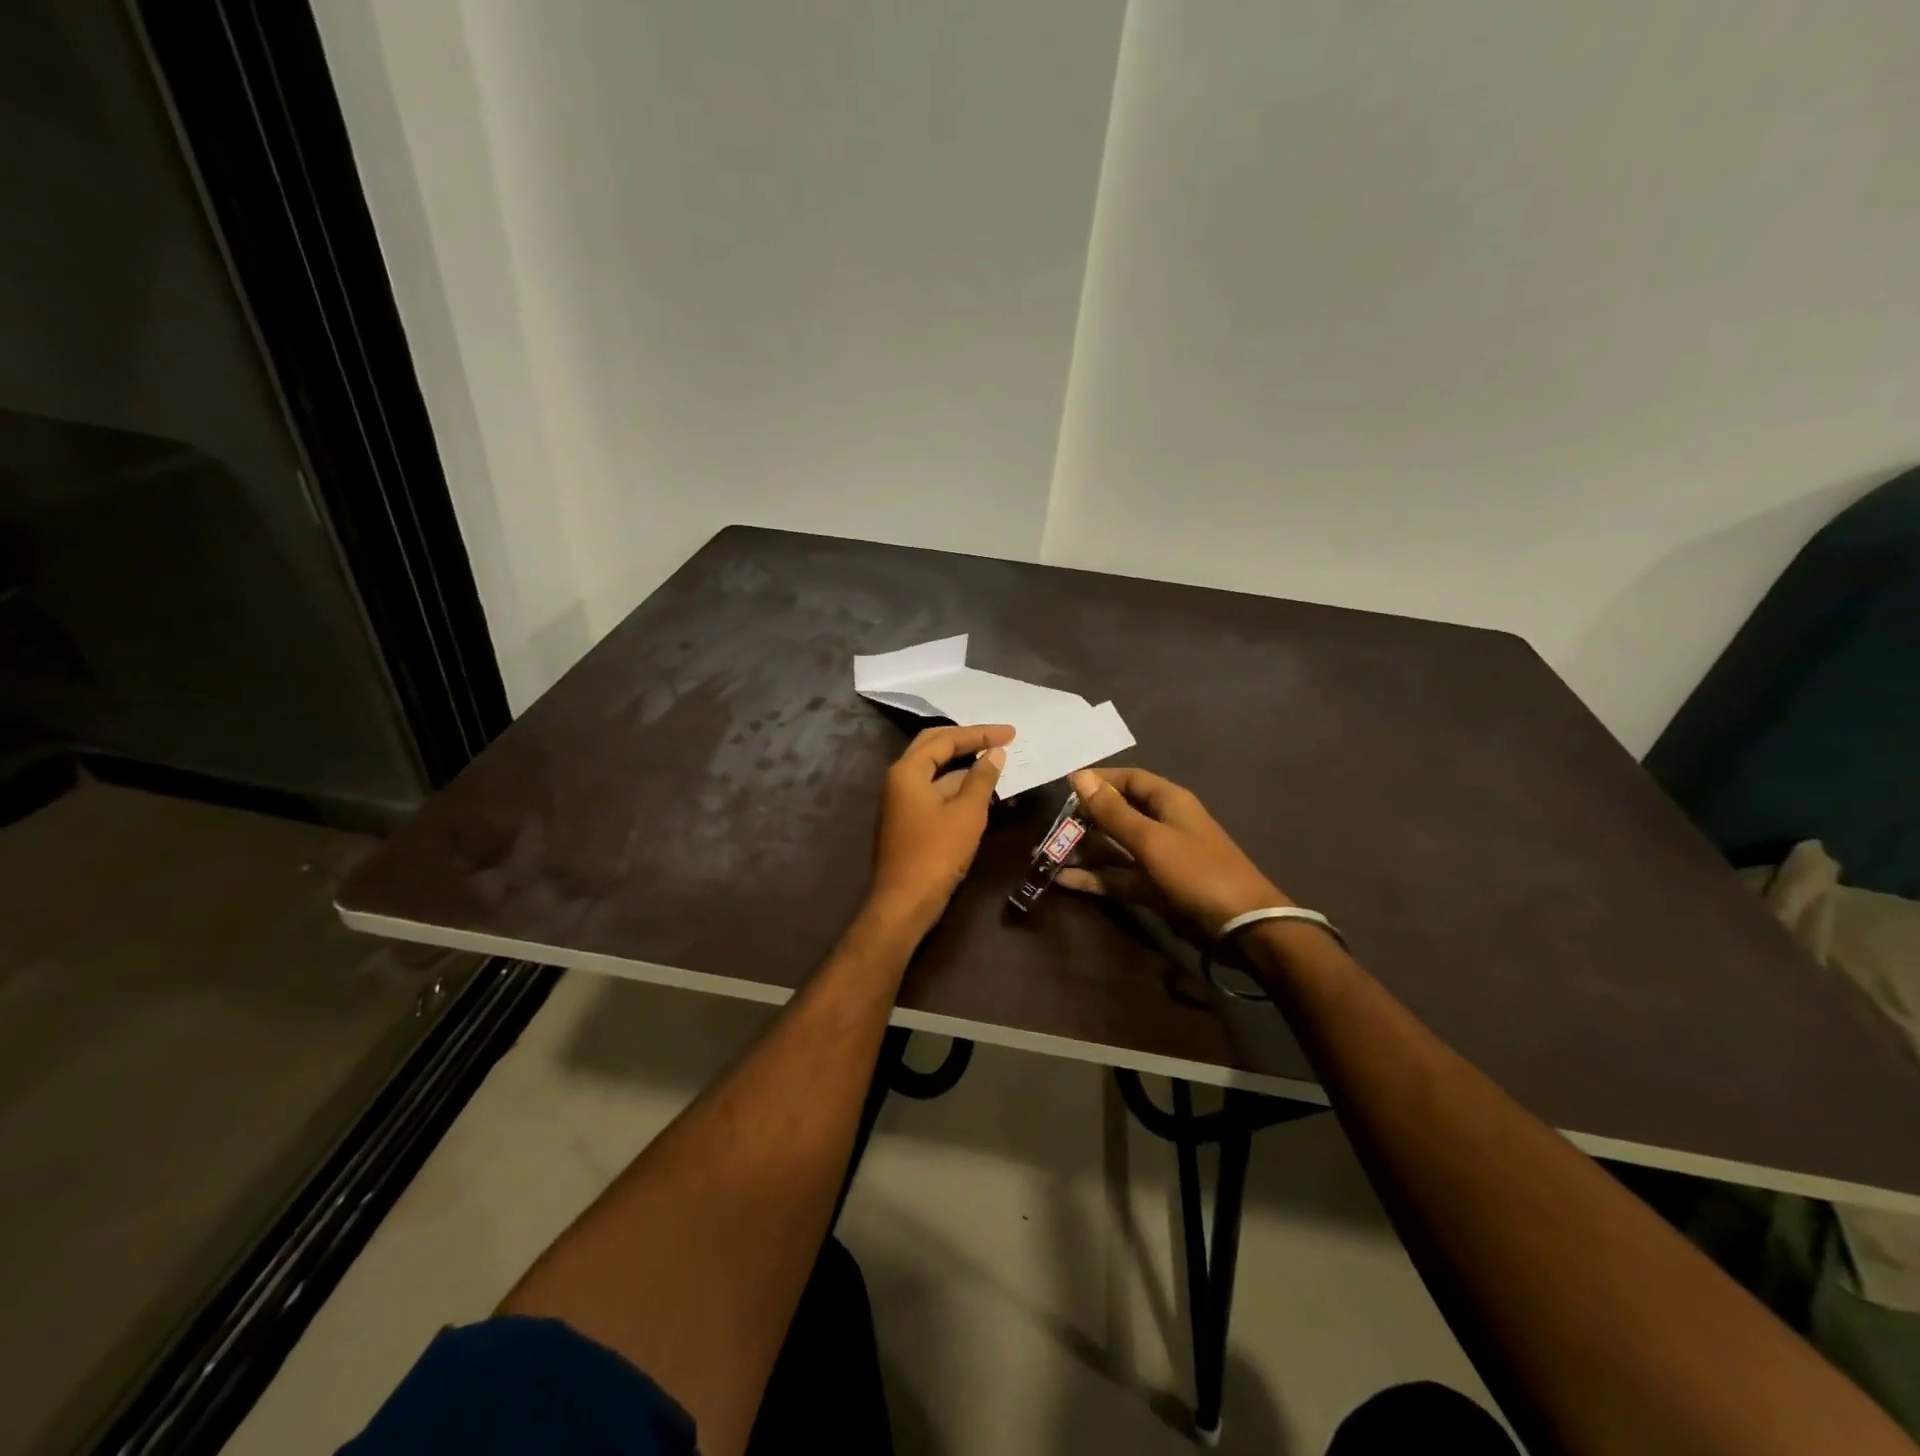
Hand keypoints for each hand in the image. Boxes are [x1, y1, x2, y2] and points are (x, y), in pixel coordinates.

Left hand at [866, 723, 1012, 932]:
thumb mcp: (967, 813)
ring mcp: (901, 800)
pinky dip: (956, 786)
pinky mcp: (908, 819)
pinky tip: (980, 790)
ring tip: (996, 763)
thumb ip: (982, 779)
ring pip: (934, 770)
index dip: (980, 734)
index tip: (1011, 733)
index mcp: (908, 771)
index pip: (946, 739)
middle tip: (1000, 739)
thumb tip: (995, 754)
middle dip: (968, 741)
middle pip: (934, 746)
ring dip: (964, 765)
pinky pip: (934, 790)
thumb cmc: (936, 854)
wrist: (904, 902)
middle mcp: (899, 779)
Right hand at [1057, 767, 1287, 935]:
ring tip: (1045, 855)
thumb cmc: (1198, 872)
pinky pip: (1119, 877)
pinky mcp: (1155, 888)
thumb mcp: (1151, 840)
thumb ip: (1112, 812)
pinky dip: (1095, 878)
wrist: (1243, 928)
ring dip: (1084, 851)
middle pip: (1117, 814)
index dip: (1098, 781)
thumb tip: (1079, 776)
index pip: (1129, 780)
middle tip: (1049, 828)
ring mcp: (1159, 859)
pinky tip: (1064, 881)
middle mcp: (1162, 825)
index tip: (1064, 789)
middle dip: (1084, 820)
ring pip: (1114, 848)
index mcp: (1168, 802)